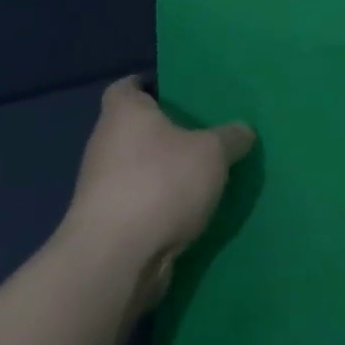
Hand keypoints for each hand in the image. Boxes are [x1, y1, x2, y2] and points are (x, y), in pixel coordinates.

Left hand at [63, 77, 255, 304]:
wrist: (116, 258)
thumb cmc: (161, 183)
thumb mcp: (213, 152)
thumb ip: (231, 137)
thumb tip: (243, 131)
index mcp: (124, 113)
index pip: (127, 87)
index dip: (149, 86)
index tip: (177, 93)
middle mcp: (105, 143)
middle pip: (135, 129)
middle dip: (165, 132)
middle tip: (205, 132)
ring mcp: (102, 186)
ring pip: (138, 167)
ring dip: (164, 171)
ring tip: (204, 173)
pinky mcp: (108, 222)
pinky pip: (140, 200)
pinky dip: (160, 202)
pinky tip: (190, 209)